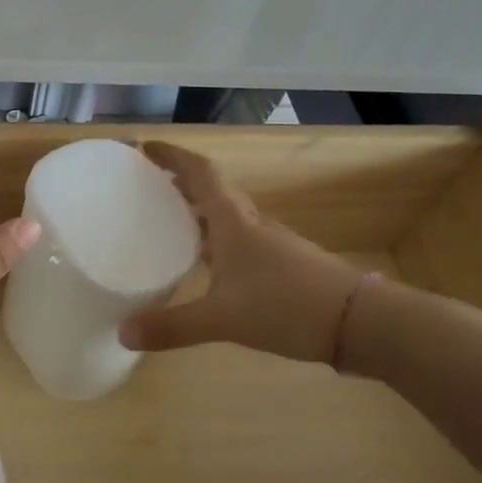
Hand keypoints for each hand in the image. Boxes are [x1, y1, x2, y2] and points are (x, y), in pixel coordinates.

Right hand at [119, 142, 363, 363]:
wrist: (359, 322)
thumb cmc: (287, 306)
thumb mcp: (223, 319)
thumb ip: (173, 327)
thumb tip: (122, 333)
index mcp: (234, 222)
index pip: (201, 174)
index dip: (173, 157)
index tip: (146, 148)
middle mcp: (251, 224)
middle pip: (212, 190)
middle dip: (179, 182)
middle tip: (147, 185)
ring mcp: (270, 244)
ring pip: (226, 215)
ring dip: (197, 209)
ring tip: (167, 220)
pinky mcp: (281, 264)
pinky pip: (238, 239)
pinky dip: (214, 238)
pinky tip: (204, 263)